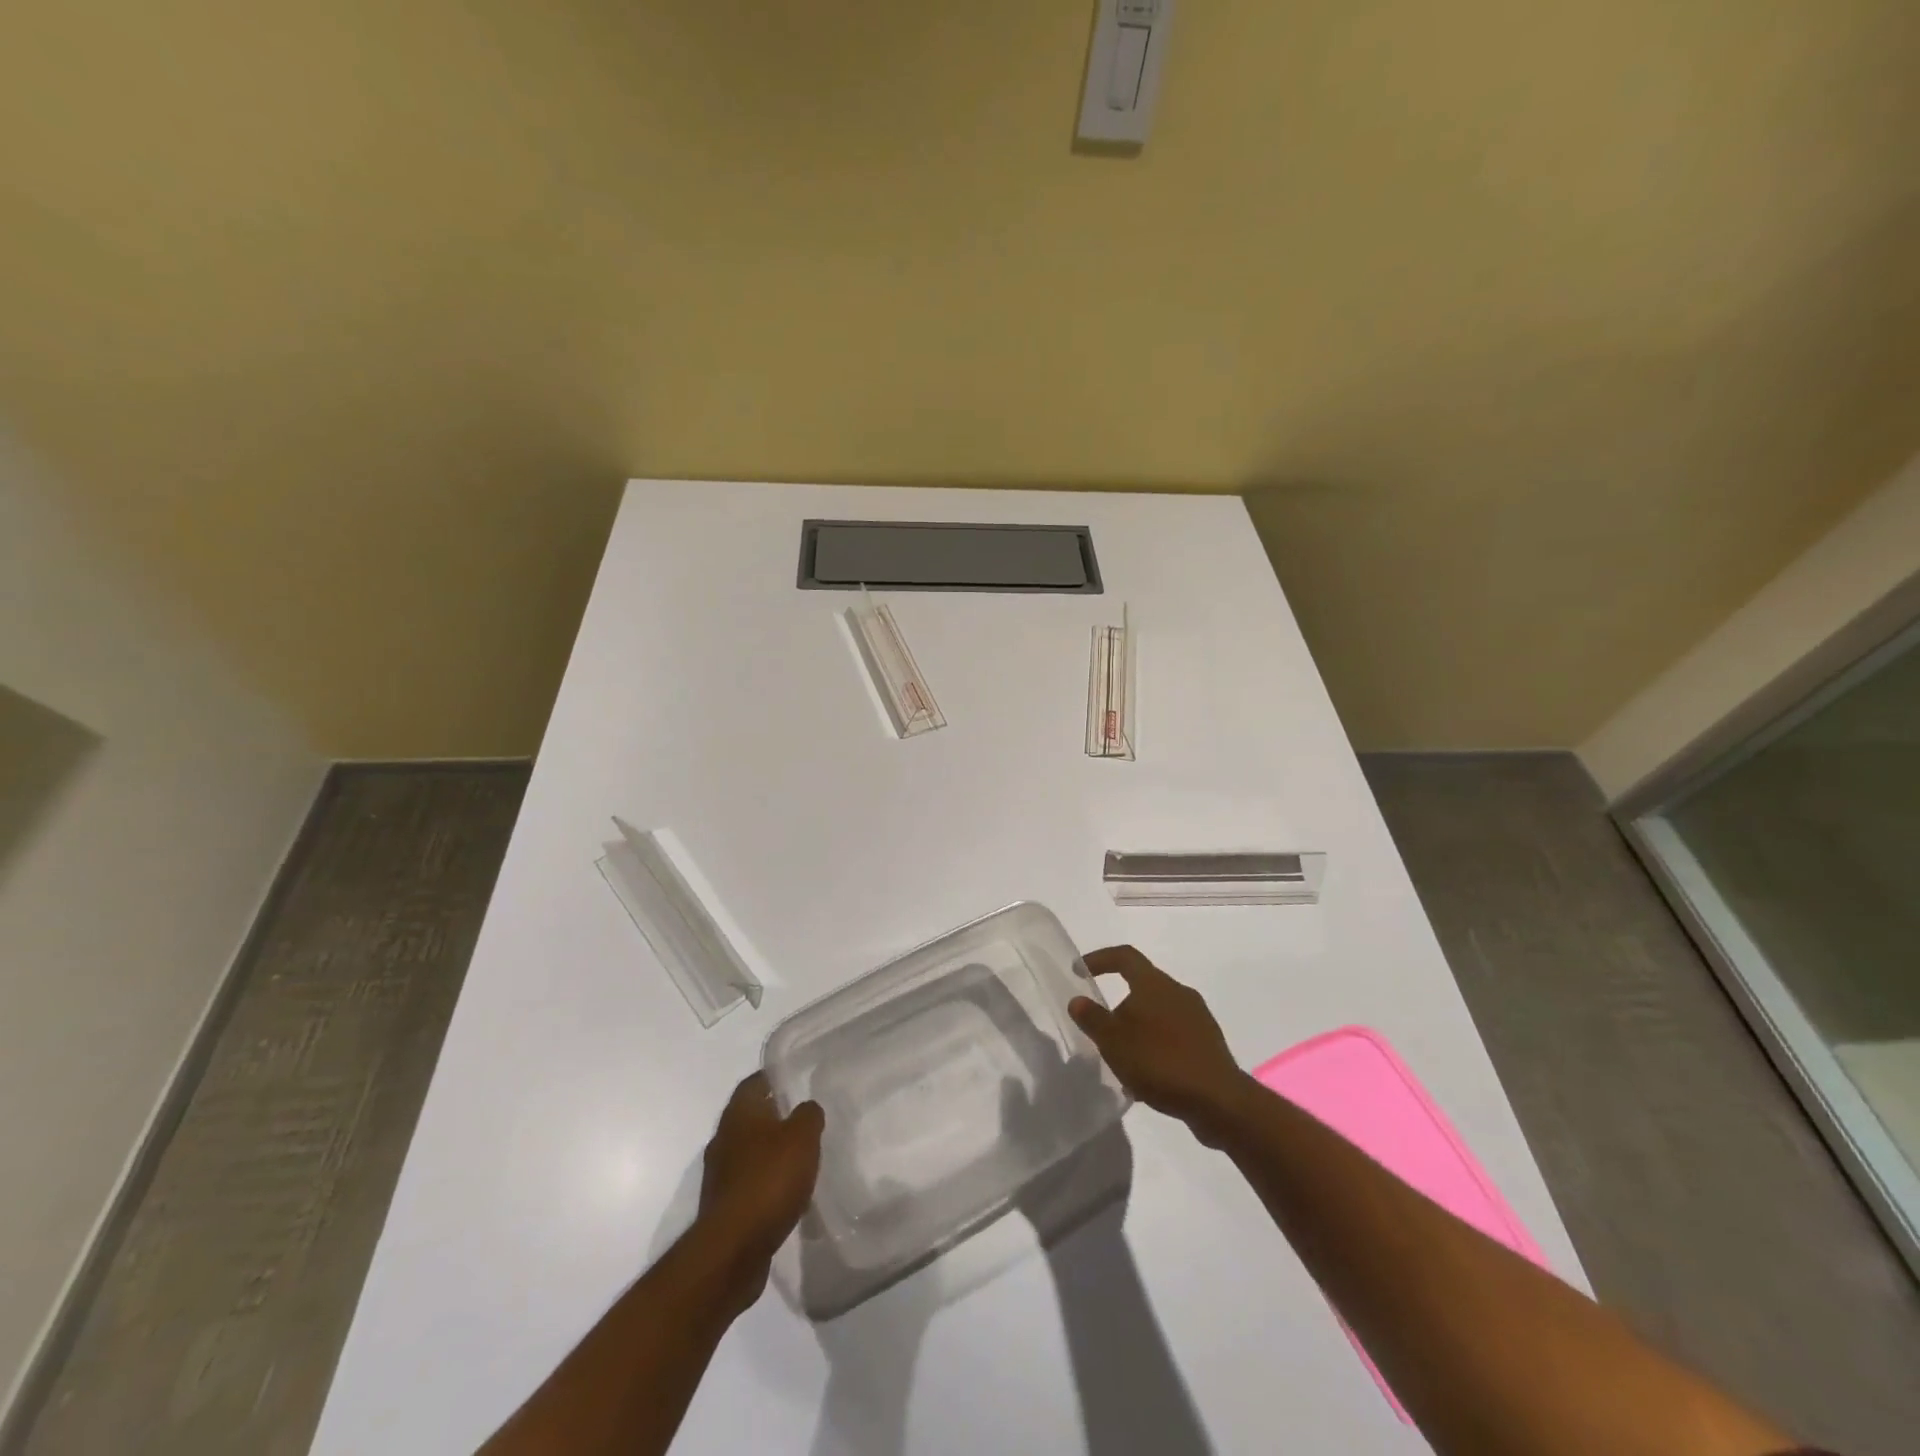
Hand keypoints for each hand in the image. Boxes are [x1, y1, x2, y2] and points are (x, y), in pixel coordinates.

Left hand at [694, 1072, 823, 1309]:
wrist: (733, 1248)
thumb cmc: (769, 1179)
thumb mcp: (803, 1137)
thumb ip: (809, 1115)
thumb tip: (806, 1109)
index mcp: (739, 1113)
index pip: (755, 1081)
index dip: (776, 1077)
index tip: (798, 1080)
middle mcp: (723, 1138)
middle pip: (751, 1117)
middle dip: (776, 1116)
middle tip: (806, 1119)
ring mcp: (721, 1174)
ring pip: (750, 1151)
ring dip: (772, 1153)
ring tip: (802, 1157)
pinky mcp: (724, 1206)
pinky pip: (750, 1183)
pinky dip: (767, 1183)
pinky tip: (789, 1192)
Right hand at [1069, 946, 1250, 1143]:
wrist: (1219, 1100)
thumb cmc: (1160, 1061)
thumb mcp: (1113, 1041)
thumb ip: (1092, 1018)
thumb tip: (1078, 1000)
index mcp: (1155, 984)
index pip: (1125, 956)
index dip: (1100, 959)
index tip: (1080, 971)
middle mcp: (1179, 993)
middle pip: (1142, 987)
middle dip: (1120, 1006)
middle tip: (1102, 1030)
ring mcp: (1198, 1018)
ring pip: (1158, 1015)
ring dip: (1138, 1030)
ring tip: (1123, 1060)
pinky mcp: (1208, 1044)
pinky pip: (1174, 1037)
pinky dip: (1156, 1048)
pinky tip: (1148, 1078)